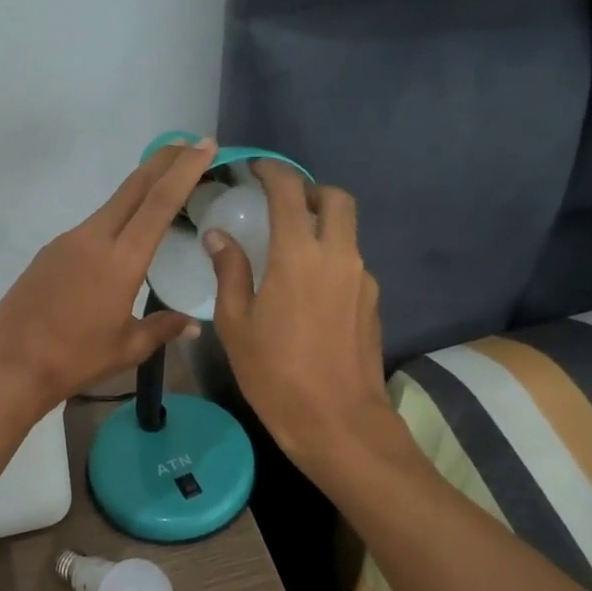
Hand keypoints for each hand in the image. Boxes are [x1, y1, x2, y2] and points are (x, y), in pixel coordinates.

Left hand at [0, 139, 217, 416]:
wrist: (12, 362)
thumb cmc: (76, 358)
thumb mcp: (128, 348)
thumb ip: (163, 329)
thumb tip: (193, 325)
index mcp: (121, 260)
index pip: (159, 202)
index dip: (184, 170)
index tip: (204, 145)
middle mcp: (94, 239)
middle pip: (134, 187)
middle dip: (163, 161)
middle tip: (189, 144)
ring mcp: (68, 241)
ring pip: (111, 204)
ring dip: (139, 189)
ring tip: (162, 187)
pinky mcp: (50, 251)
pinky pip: (91, 226)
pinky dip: (115, 218)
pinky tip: (122, 236)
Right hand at [204, 163, 396, 472]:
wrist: (337, 422)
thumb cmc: (275, 373)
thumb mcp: (236, 324)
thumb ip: (230, 271)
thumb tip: (219, 236)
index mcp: (299, 255)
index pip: (289, 191)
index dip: (272, 171)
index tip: (255, 169)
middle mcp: (338, 255)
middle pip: (336, 199)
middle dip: (310, 190)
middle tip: (282, 204)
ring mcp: (362, 279)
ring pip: (348, 231)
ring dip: (322, 225)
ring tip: (290, 248)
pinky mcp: (373, 302)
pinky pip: (351, 263)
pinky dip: (331, 258)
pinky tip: (308, 290)